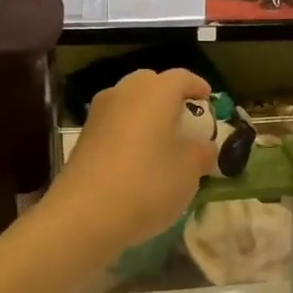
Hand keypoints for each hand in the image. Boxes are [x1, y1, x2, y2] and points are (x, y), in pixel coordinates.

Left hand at [44, 68, 218, 253]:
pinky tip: (137, 160)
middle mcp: (124, 93)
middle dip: (169, 97)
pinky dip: (129, 133)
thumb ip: (202, 152)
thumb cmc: (148, 183)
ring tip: (162, 143)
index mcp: (155, 91)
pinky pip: (114, 125)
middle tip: (184, 120)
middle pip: (151, 84)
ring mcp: (98, 114)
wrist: (85, 215)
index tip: (208, 100)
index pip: (182, 77)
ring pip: (129, 103)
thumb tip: (204, 147)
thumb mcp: (190, 171)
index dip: (198, 87)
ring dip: (146, 116)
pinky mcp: (83, 138)